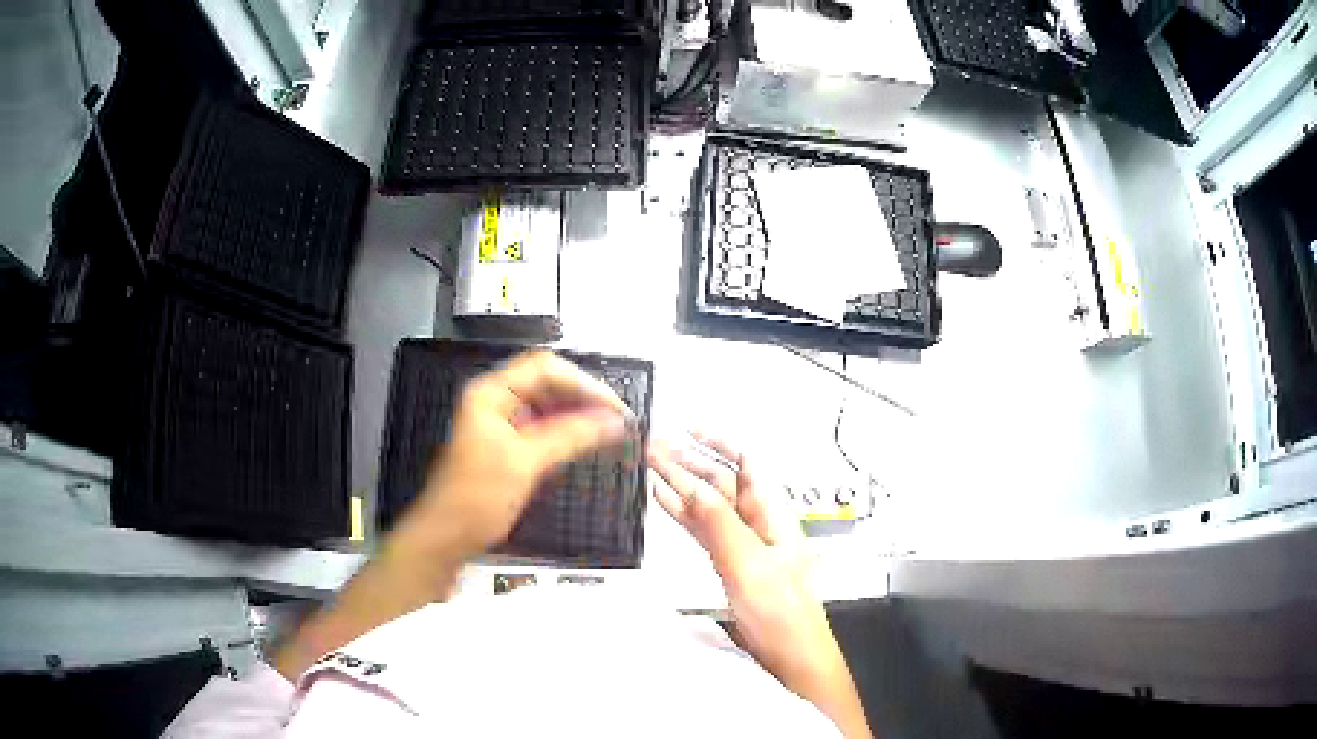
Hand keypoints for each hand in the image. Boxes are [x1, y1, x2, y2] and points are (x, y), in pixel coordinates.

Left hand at [411, 351, 631, 556]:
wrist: (446, 537)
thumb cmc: (477, 498)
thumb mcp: (525, 463)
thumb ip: (570, 436)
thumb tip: (614, 421)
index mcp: (490, 393)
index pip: (544, 369)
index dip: (583, 383)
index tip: (615, 406)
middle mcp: (494, 400)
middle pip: (546, 383)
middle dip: (583, 396)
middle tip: (618, 417)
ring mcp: (500, 422)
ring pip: (546, 405)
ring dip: (577, 413)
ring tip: (610, 428)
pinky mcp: (506, 445)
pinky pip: (542, 426)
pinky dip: (565, 431)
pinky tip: (587, 441)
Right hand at [648, 433, 871, 738]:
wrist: (788, 651)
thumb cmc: (786, 614)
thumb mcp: (750, 563)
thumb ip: (720, 523)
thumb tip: (695, 486)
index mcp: (773, 512)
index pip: (747, 462)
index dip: (719, 441)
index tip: (690, 429)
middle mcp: (758, 521)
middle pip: (721, 479)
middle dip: (689, 459)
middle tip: (656, 446)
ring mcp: (742, 541)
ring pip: (707, 502)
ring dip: (679, 483)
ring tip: (651, 465)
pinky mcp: (729, 560)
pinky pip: (701, 527)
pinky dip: (680, 512)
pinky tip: (663, 500)